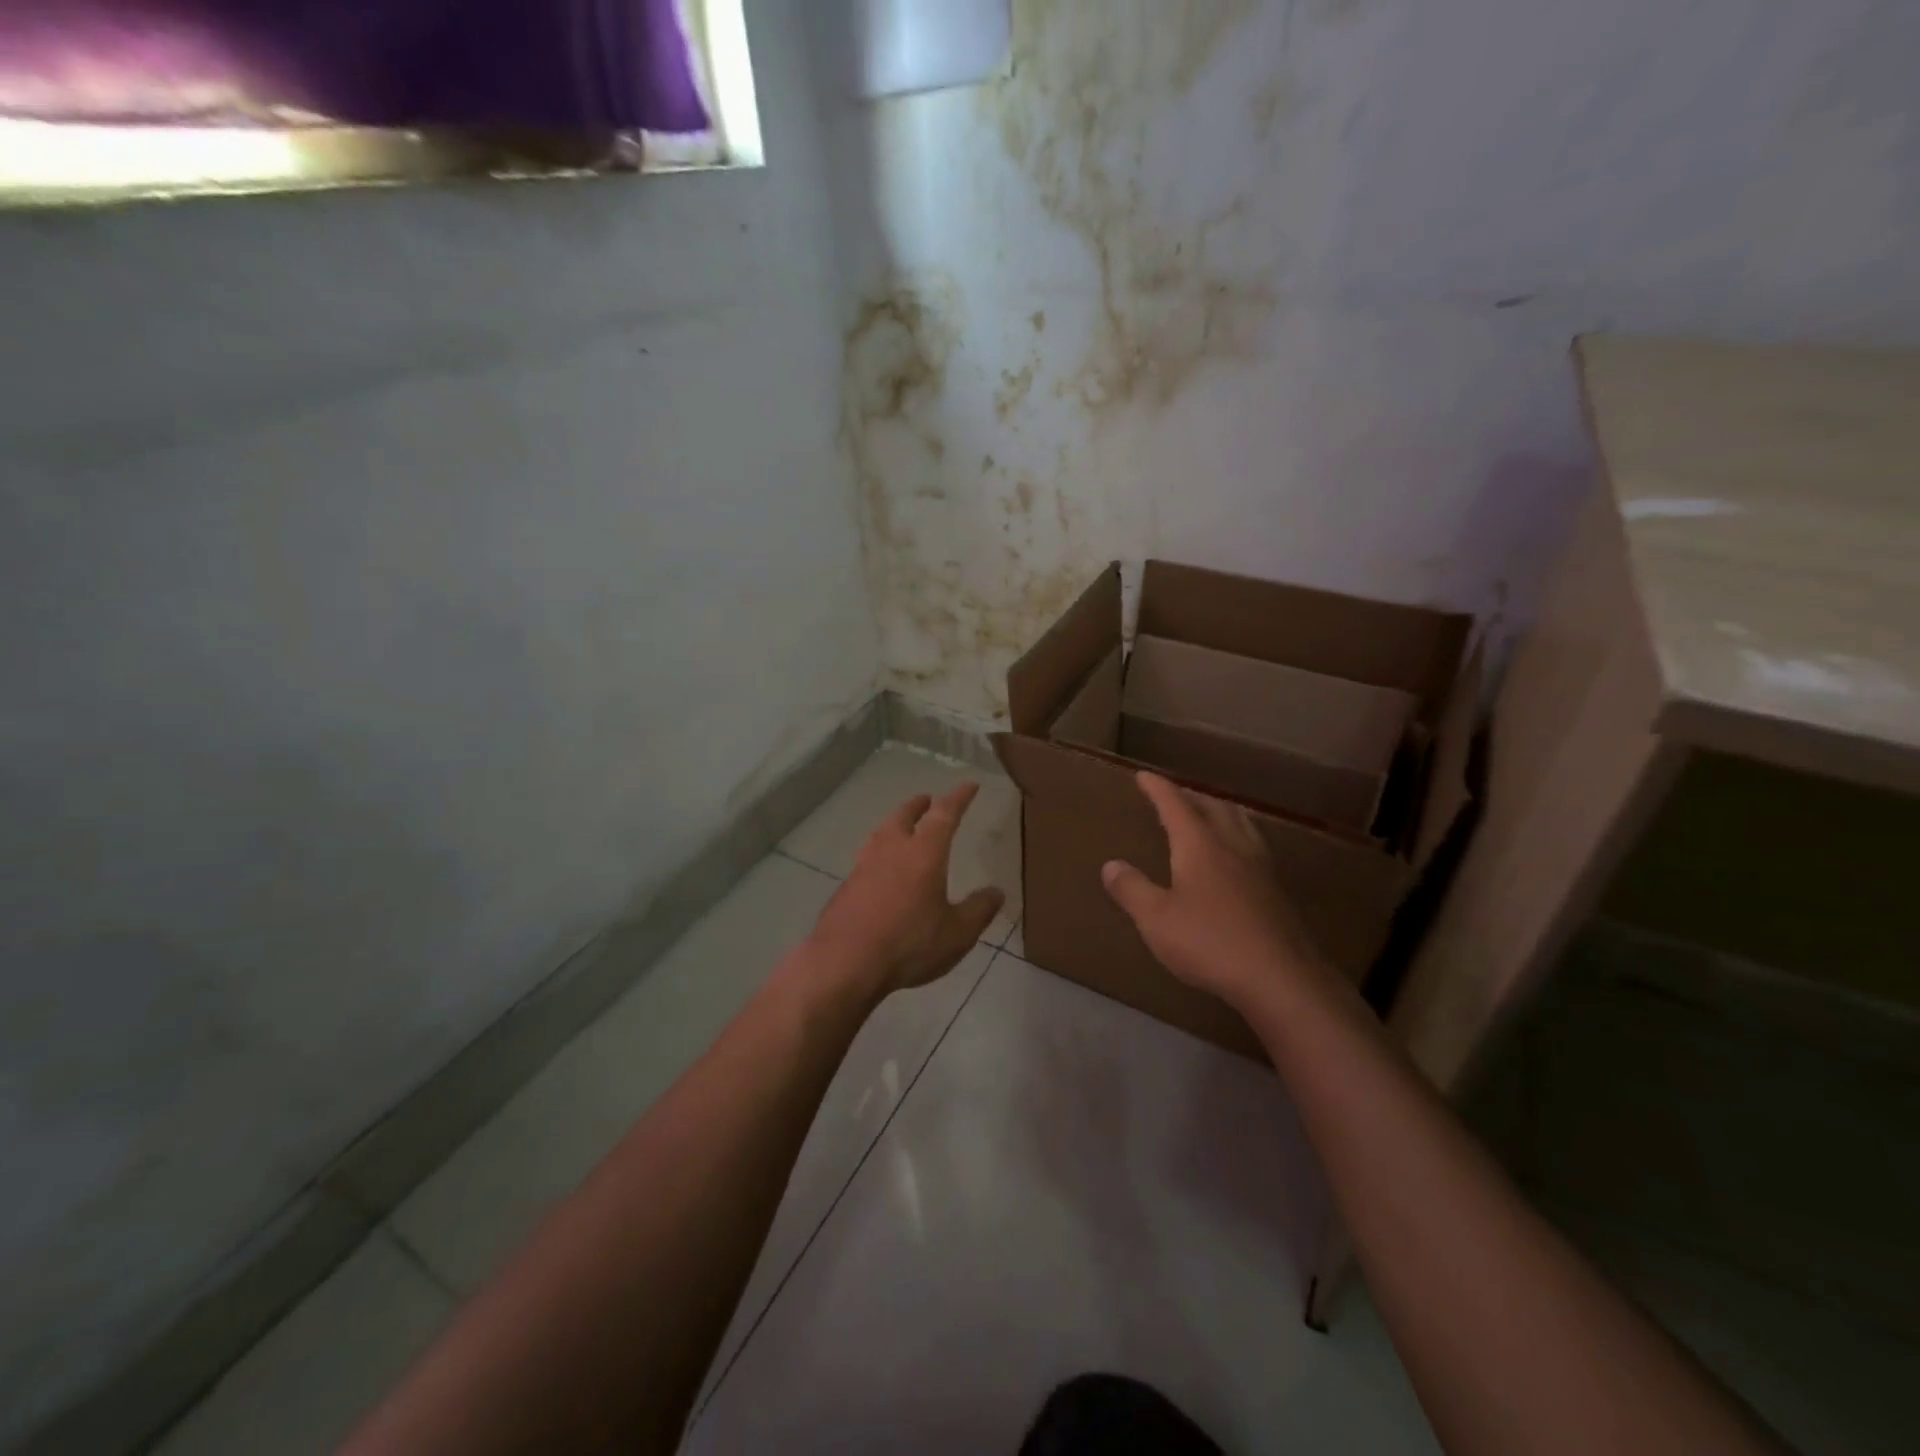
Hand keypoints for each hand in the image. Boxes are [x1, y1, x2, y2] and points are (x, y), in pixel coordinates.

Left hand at [807, 784, 1005, 997]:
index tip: (969, 785)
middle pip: (904, 817)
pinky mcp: (846, 887)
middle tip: (926, 799)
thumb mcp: (957, 934)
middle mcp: (892, 850)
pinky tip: (879, 870)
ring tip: (900, 828)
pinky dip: (878, 854)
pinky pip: (866, 859)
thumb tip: (996, 892)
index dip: (959, 798)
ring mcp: (864, 867)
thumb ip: (978, 910)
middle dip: (918, 806)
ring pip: (881, 834)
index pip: (945, 815)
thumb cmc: (909, 943)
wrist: (844, 962)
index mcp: (924, 853)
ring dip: (894, 825)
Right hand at [1102, 772, 1327, 1010]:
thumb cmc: (1210, 942)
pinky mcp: (1276, 892)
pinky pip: (1254, 846)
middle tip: (1175, 795)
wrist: (1280, 978)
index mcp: (1200, 846)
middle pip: (1214, 807)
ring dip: (1221, 811)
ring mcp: (1260, 868)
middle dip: (1191, 796)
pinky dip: (1238, 836)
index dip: (1158, 789)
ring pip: (1241, 824)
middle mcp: (1233, 847)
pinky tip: (1237, 858)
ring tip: (1210, 813)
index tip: (1144, 776)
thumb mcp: (1156, 919)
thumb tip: (1111, 865)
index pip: (1176, 805)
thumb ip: (1132, 889)